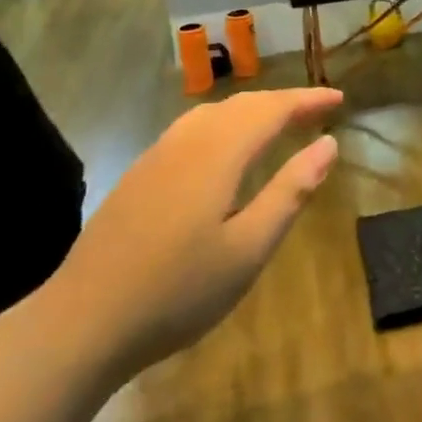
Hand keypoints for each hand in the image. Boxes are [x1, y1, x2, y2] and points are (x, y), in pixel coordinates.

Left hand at [39, 87, 342, 377]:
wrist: (81, 323)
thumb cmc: (177, 291)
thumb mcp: (249, 248)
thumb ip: (291, 191)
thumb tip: (329, 145)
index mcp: (218, 153)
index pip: (272, 109)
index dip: (308, 100)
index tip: (340, 98)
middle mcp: (187, 140)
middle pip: (243, 104)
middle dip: (284, 101)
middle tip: (319, 110)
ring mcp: (157, 155)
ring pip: (214, 112)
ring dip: (253, 109)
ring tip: (280, 123)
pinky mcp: (139, 173)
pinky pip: (193, 128)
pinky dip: (226, 123)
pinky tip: (227, 148)